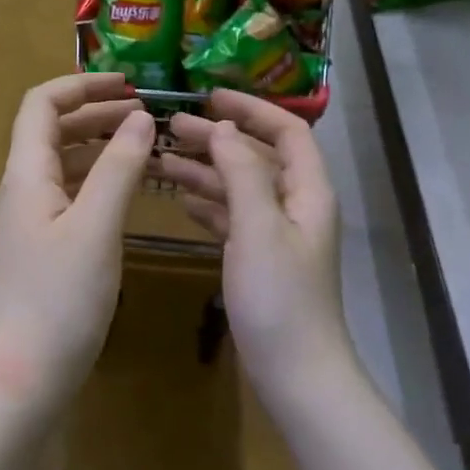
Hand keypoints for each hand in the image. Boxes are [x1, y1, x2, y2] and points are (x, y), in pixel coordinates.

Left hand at [0, 73, 154, 408]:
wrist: (24, 371)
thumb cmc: (59, 297)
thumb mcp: (95, 227)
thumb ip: (118, 168)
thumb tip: (140, 117)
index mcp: (26, 173)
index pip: (41, 104)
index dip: (80, 85)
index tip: (127, 84)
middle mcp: (23, 187)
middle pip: (52, 130)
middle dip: (96, 112)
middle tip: (146, 114)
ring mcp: (31, 218)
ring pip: (64, 162)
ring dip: (100, 145)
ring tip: (144, 144)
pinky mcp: (43, 244)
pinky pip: (70, 193)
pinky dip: (99, 179)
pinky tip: (129, 189)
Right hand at [158, 90, 353, 400]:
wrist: (295, 372)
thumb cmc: (279, 297)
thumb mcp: (259, 228)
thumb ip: (242, 172)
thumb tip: (223, 128)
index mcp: (307, 191)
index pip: (287, 131)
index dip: (251, 108)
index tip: (208, 97)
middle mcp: (295, 205)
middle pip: (256, 156)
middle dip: (218, 139)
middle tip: (171, 128)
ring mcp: (276, 234)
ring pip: (239, 187)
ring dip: (206, 170)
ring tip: (162, 160)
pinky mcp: (258, 258)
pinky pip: (231, 218)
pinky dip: (208, 204)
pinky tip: (179, 199)